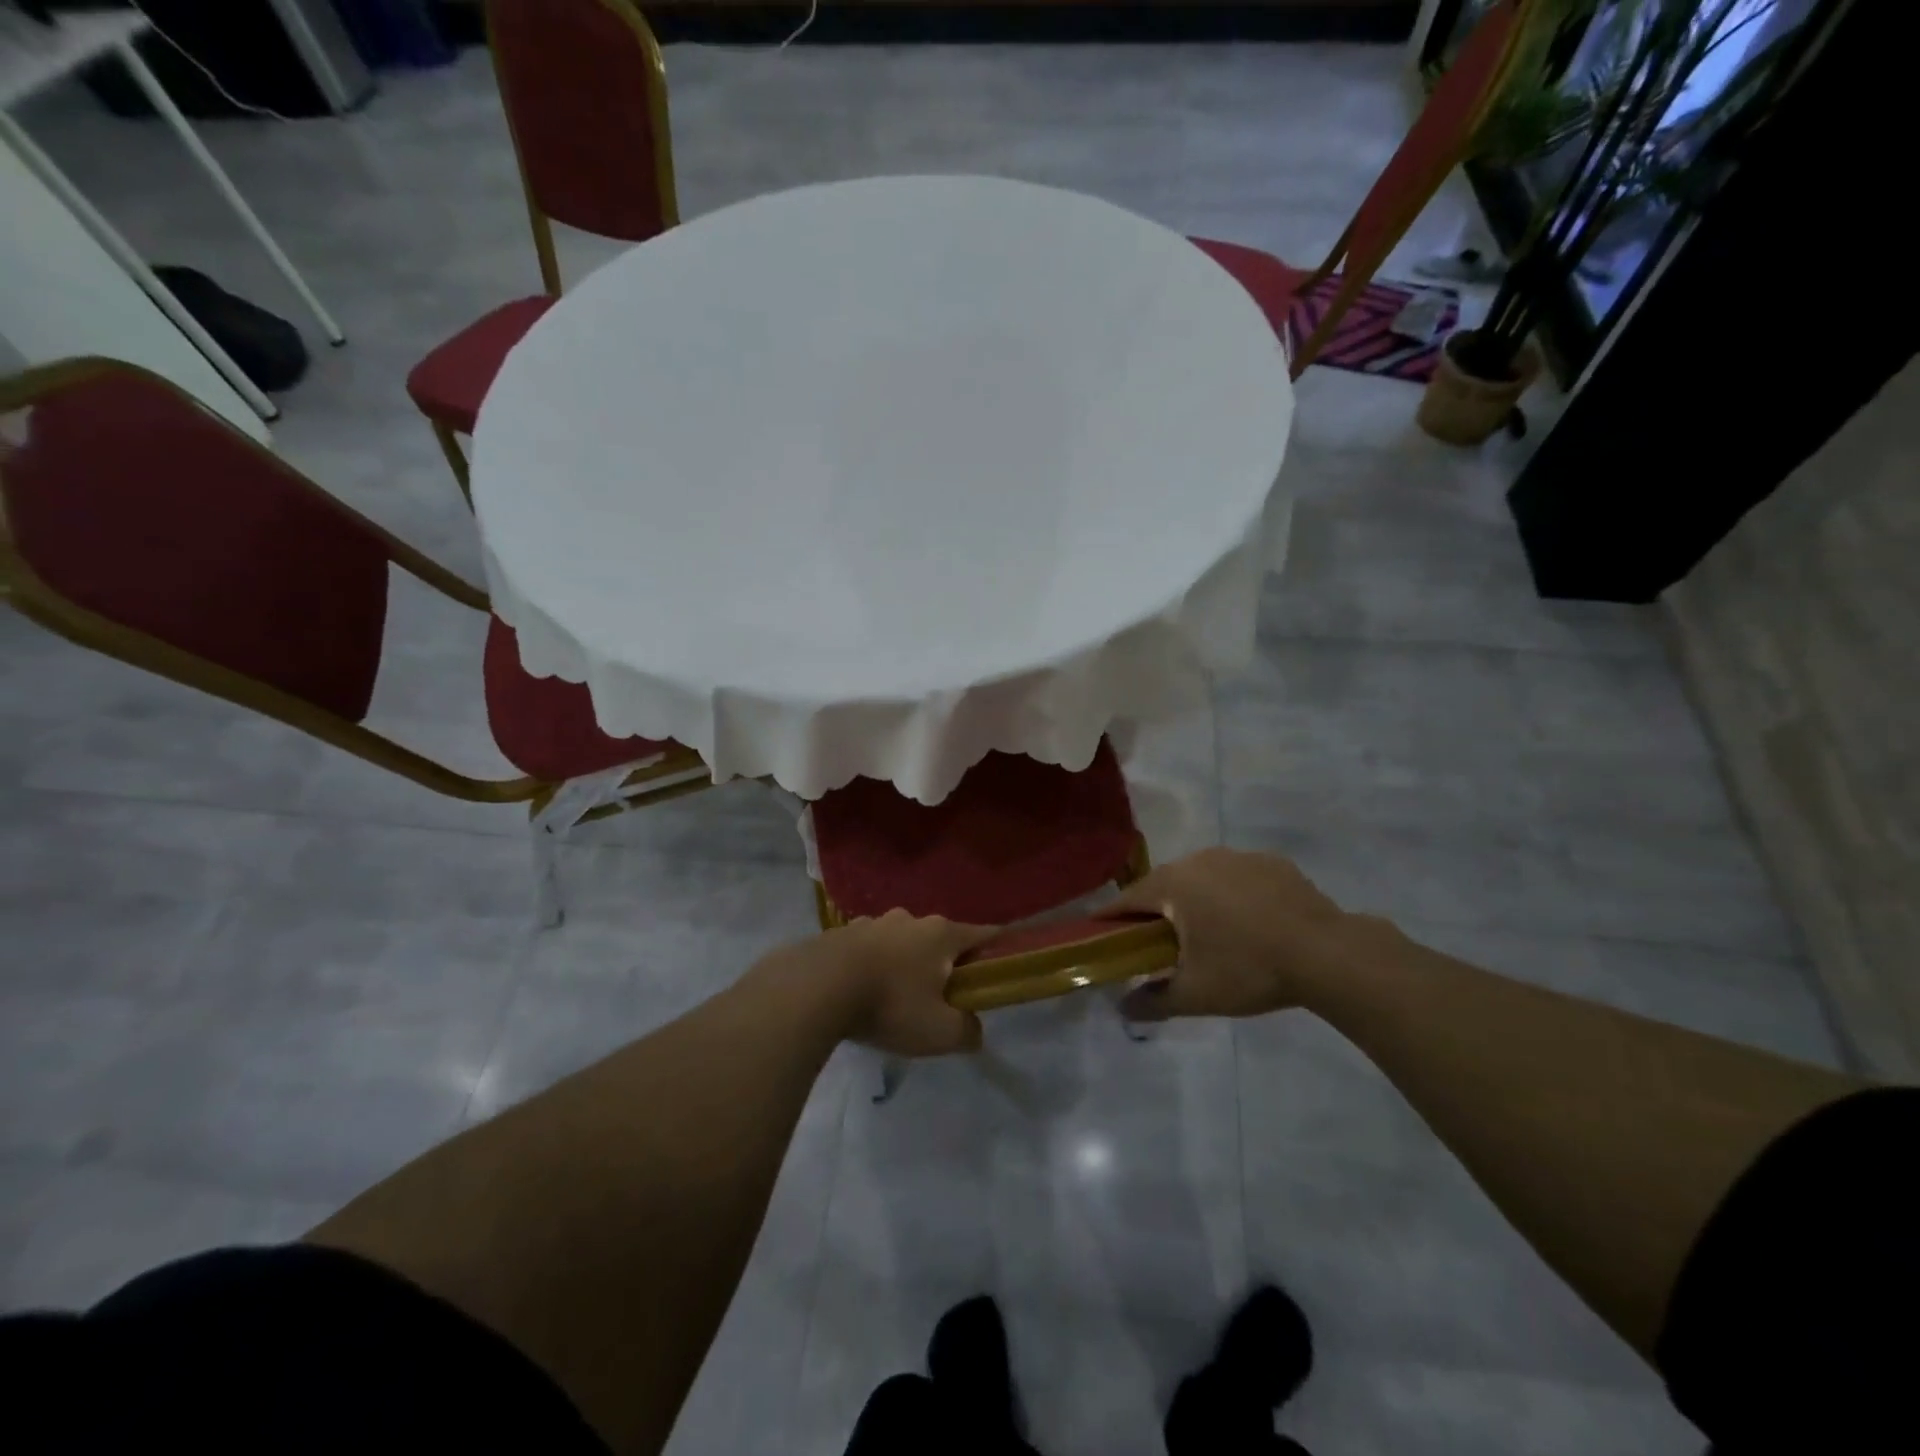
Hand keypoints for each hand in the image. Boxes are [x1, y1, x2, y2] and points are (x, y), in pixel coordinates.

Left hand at [803, 909, 999, 1056]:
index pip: (984, 933)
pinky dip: (873, 965)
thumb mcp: (939, 1032)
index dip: (997, 948)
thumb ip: (966, 1031)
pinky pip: (868, 948)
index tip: (1002, 964)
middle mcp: (910, 919)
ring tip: (896, 997)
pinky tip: (861, 992)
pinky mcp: (841, 933)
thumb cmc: (890, 1005)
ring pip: (901, 941)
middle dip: (945, 963)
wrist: (816, 988)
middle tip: (941, 996)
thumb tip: (973, 1029)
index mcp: (941, 934)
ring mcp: (873, 922)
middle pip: (940, 938)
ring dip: (905, 963)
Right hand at [1101, 847, 1359, 1020]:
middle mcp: (1199, 859)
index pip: (1127, 899)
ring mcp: (1238, 856)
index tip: (1103, 937)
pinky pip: (1237, 878)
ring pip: (1202, 878)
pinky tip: (1250, 924)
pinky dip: (1233, 896)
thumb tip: (1122, 1011)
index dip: (1112, 920)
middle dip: (1156, 912)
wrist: (1327, 954)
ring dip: (1195, 901)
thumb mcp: (1195, 994)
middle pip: (1164, 885)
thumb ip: (1153, 1001)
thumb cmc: (1249, 969)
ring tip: (1208, 935)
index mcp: (1173, 883)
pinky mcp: (1272, 862)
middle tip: (1158, 945)